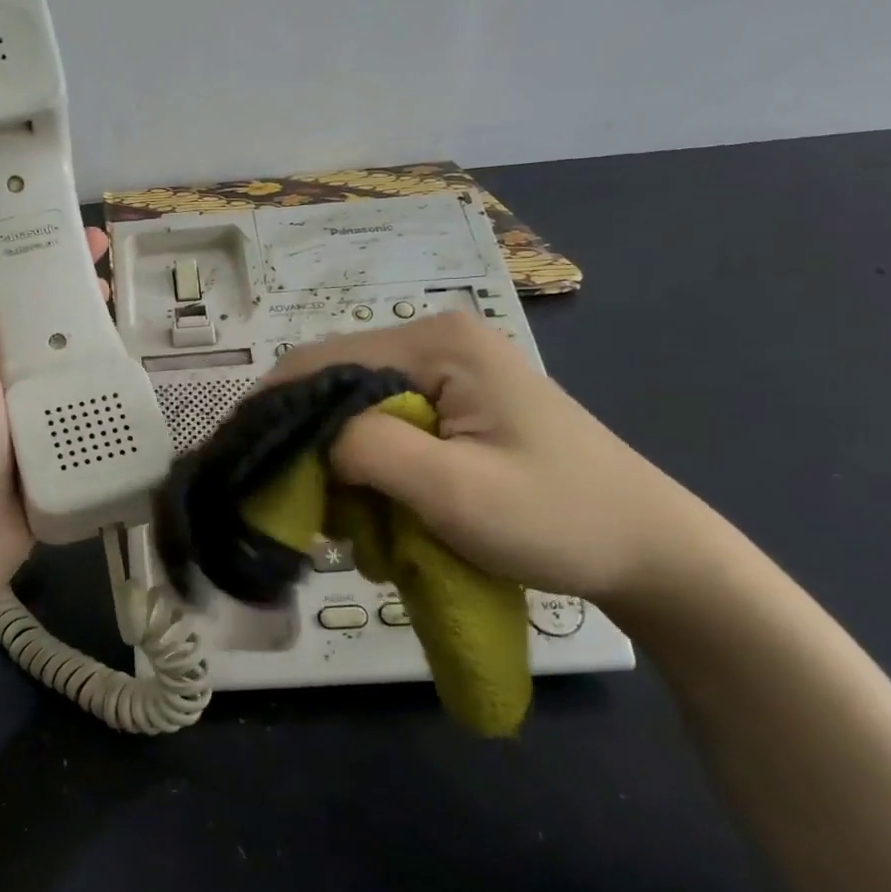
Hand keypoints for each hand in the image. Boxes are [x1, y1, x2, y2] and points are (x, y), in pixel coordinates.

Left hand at [0, 228, 112, 595]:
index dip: (2, 245)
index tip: (42, 221)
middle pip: (11, 306)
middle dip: (48, 276)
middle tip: (96, 250)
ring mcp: (4, 394)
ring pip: (40, 340)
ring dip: (70, 314)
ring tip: (110, 290)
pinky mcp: (34, 422)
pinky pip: (59, 379)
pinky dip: (80, 358)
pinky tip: (111, 344)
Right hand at [268, 310, 720, 607]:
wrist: (649, 550)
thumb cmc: (558, 519)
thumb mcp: (454, 491)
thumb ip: (368, 449)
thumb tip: (307, 436)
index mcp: (437, 344)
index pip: (320, 360)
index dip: (272, 408)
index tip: (241, 462)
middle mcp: (436, 341)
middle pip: (332, 380)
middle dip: (305, 440)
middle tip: (293, 500)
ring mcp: (447, 370)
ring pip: (352, 406)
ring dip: (334, 459)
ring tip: (337, 514)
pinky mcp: (455, 402)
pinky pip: (381, 423)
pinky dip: (363, 464)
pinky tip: (372, 504)